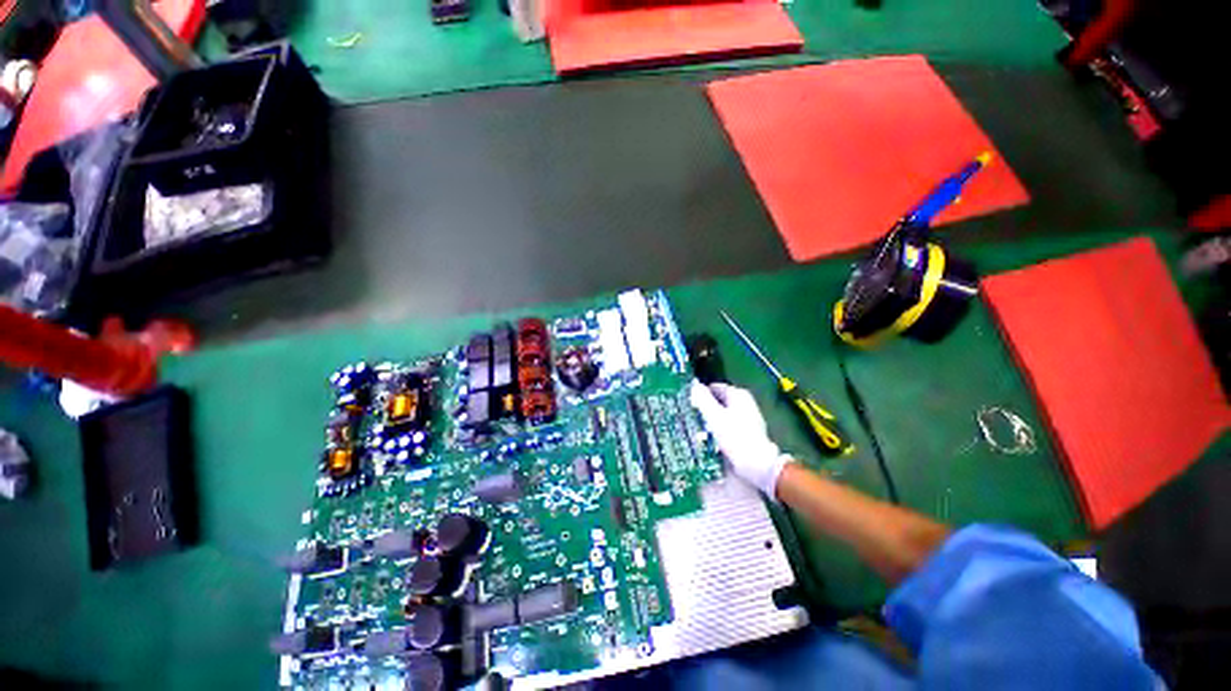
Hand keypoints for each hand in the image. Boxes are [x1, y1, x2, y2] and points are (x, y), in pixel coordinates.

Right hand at [689, 381, 792, 497]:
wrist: (757, 464)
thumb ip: (703, 399)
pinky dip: (720, 430)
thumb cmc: (734, 437)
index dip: (700, 394)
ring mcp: (749, 418)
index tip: (688, 404)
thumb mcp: (714, 416)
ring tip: (697, 429)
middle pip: (719, 401)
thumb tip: (694, 385)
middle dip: (705, 408)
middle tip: (690, 417)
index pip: (714, 388)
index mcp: (738, 395)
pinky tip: (711, 439)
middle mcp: (745, 403)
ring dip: (711, 420)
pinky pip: (729, 426)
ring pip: (723, 414)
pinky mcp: (749, 433)